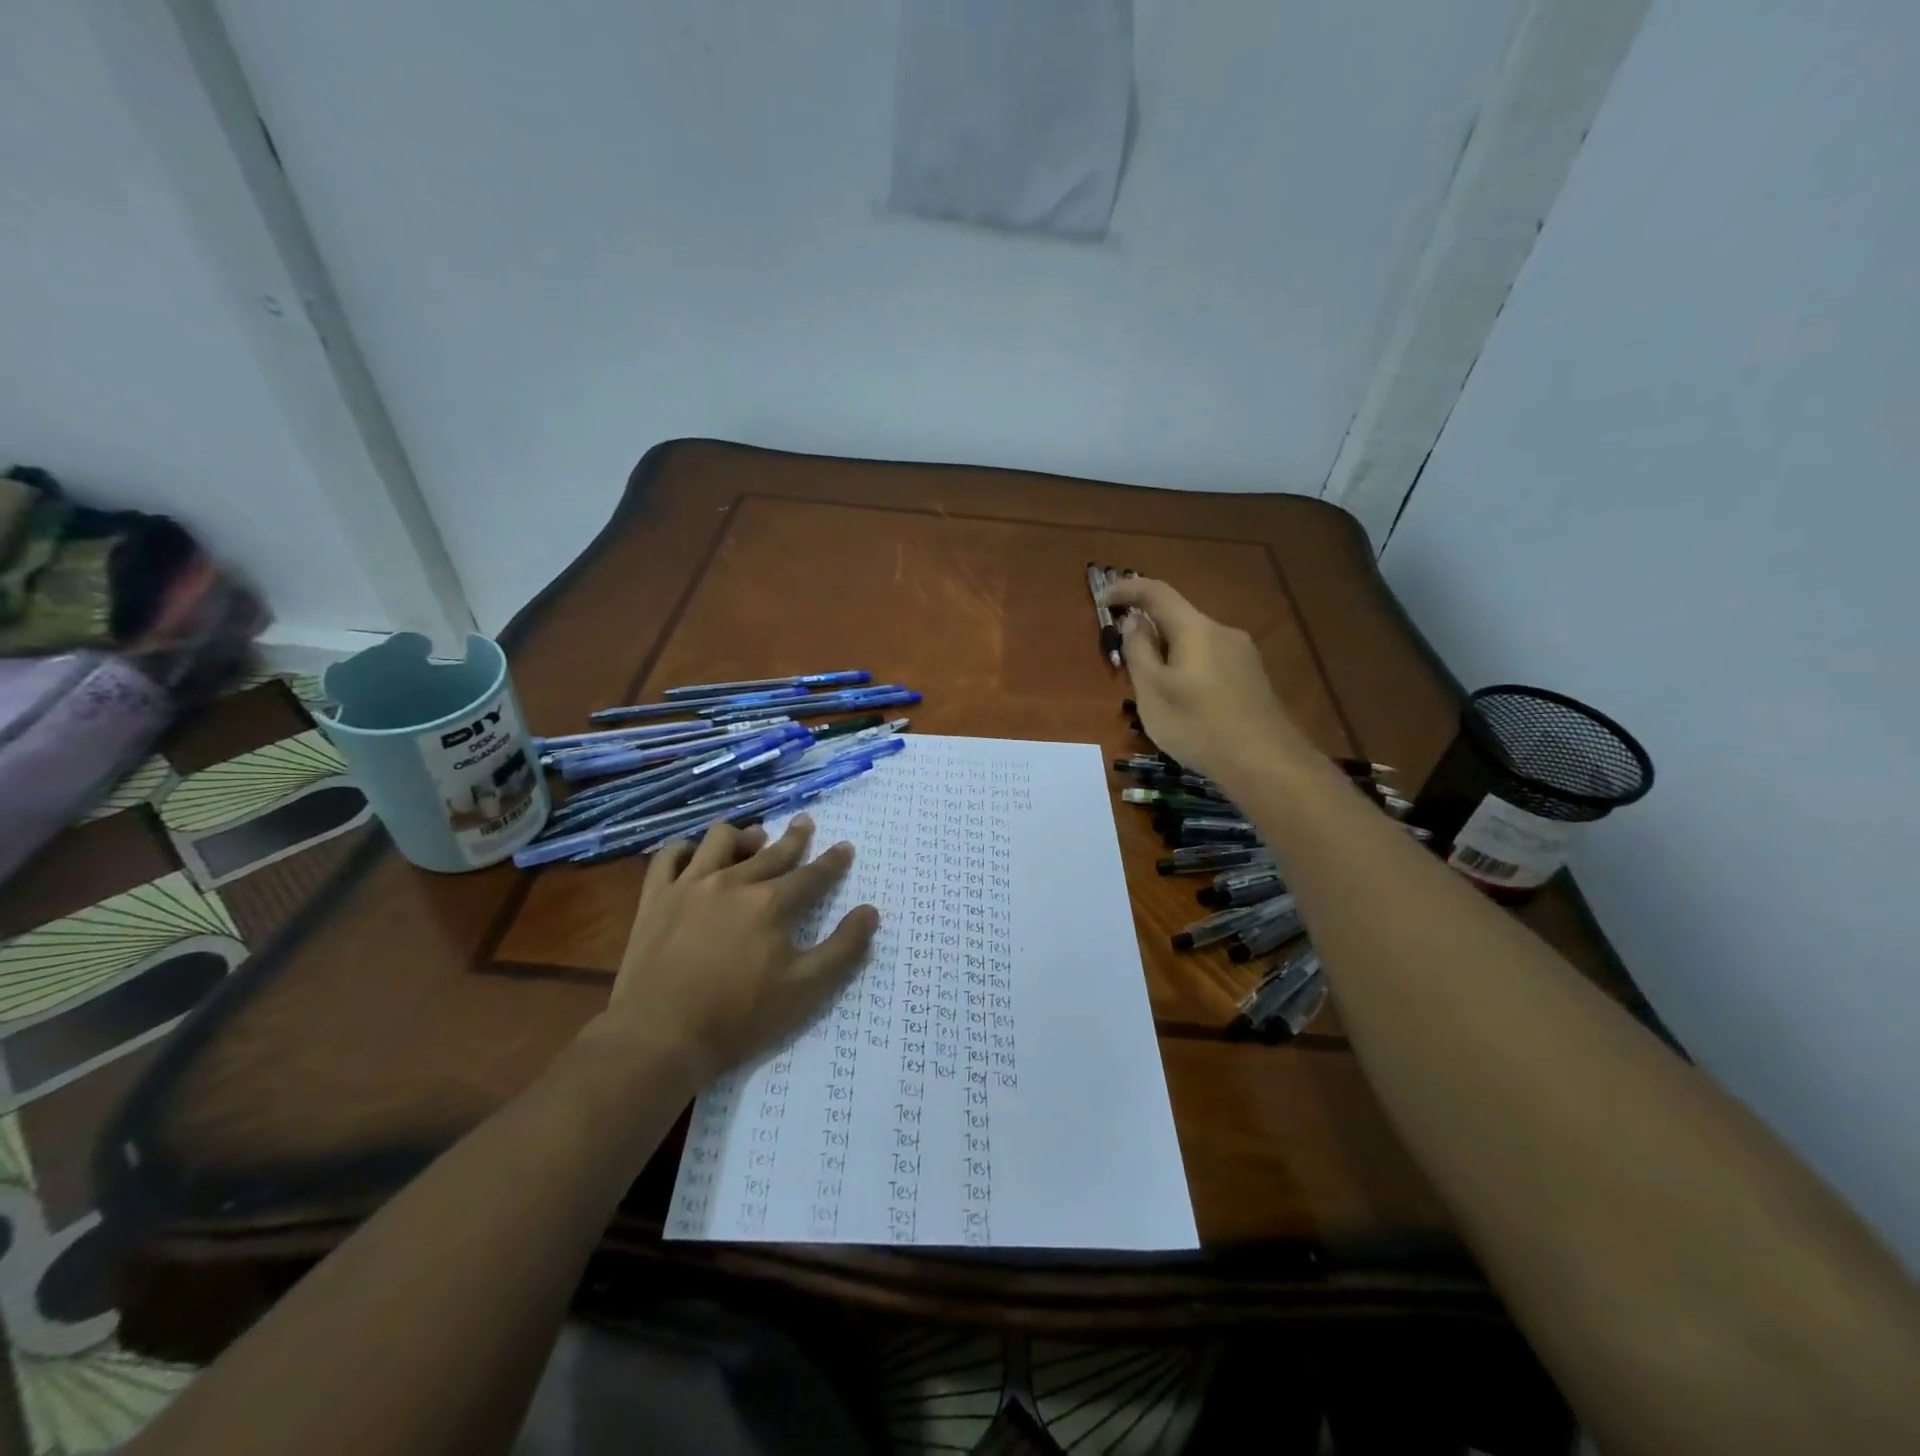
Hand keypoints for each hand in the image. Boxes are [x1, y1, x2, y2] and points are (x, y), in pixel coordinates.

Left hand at [588, 817, 877, 1084]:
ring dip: (743, 835)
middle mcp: (733, 882)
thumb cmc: (738, 1017)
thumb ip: (843, 949)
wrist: (659, 1037)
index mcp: (771, 904)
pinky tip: (694, 854)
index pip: (812, 875)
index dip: (832, 861)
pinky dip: (685, 849)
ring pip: (720, 840)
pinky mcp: (656, 898)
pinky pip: (669, 856)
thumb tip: (869, 911)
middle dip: (794, 837)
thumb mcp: (805, 990)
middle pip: (771, 850)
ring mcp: (690, 886)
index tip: (845, 846)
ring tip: (753, 838)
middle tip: (804, 823)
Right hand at [1104, 576, 1315, 788]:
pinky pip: (1211, 661)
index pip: (1156, 592)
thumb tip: (1134, 621)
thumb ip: (1139, 651)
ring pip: (1195, 642)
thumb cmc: (1198, 725)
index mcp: (1196, 628)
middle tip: (1125, 661)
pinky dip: (1189, 669)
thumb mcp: (1152, 691)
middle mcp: (1223, 632)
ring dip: (1169, 654)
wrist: (1266, 763)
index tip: (1102, 598)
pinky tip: (1185, 704)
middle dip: (1148, 631)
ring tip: (1153, 691)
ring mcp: (1244, 655)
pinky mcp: (1253, 678)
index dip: (1126, 589)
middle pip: (1178, 619)